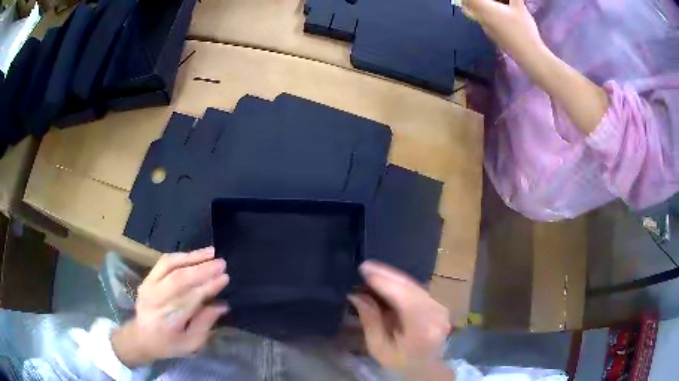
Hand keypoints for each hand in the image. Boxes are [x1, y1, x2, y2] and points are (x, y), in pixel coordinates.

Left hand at [111, 247, 229, 367]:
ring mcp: (149, 287)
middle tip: (222, 263)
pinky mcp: (147, 279)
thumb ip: (205, 323)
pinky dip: (180, 256)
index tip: (225, 278)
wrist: (141, 336)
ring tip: (211, 252)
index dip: (208, 287)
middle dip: (202, 269)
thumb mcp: (191, 343)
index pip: (190, 298)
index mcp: (169, 320)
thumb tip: (222, 305)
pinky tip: (194, 255)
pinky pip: (163, 263)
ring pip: (170, 266)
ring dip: (192, 258)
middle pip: (179, 279)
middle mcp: (157, 300)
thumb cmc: (169, 344)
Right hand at [349, 262, 452, 379]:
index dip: (385, 282)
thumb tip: (356, 294)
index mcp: (422, 328)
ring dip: (393, 278)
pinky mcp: (438, 304)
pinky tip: (386, 280)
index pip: (404, 298)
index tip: (365, 270)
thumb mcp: (378, 346)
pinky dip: (400, 284)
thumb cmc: (399, 361)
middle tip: (365, 266)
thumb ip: (370, 320)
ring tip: (372, 272)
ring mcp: (440, 307)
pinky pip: (417, 288)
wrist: (425, 367)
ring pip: (415, 285)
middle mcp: (436, 314)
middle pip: (411, 287)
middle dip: (387, 275)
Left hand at [462, 0, 545, 64]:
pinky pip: (483, 22)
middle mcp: (481, 19)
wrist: (528, 54)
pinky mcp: (492, 36)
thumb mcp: (520, 8)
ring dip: (476, 7)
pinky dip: (484, 15)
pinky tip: (497, 14)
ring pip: (474, 15)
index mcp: (484, 9)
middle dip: (468, 0)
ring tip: (491, 4)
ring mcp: (486, 29)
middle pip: (466, 6)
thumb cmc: (523, 28)